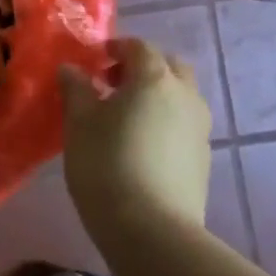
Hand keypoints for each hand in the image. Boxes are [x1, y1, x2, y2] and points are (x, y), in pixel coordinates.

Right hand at [59, 38, 211, 240]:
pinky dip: (165, 121)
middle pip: (169, 66)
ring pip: (181, 96)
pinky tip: (141, 145)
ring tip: (125, 117)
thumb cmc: (106, 163)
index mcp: (154, 78)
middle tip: (112, 85)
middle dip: (142, 68)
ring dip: (156, 95)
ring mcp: (200, 127)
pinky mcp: (203, 157)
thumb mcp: (78, 122)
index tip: (94, 62)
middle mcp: (185, 95)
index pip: (139, 47)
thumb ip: (76, 89)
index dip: (116, 48)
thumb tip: (72, 69)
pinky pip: (184, 124)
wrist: (151, 229)